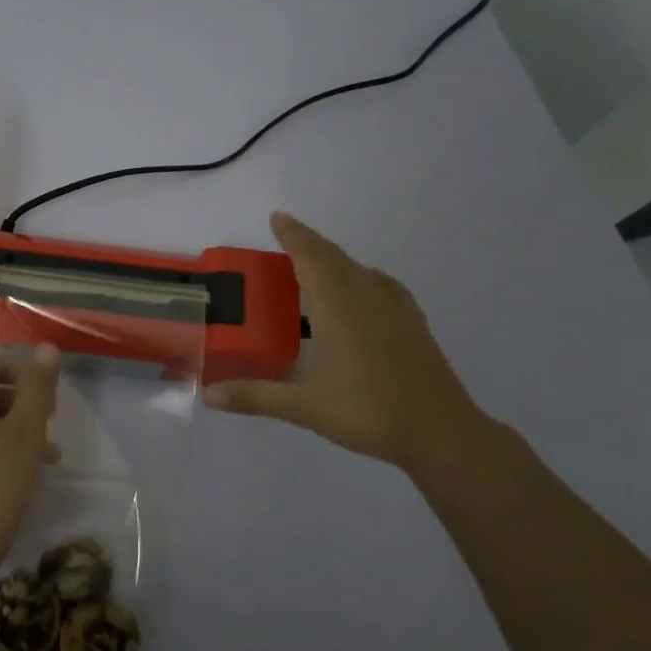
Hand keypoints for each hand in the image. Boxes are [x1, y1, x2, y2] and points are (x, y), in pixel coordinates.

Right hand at [203, 212, 492, 473]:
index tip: (278, 217)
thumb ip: (256, 397)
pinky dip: (363, 276)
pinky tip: (364, 289)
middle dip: (309, 242)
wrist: (442, 432)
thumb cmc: (369, 413)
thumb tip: (208, 395)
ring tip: (314, 262)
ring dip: (334, 259)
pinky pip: (383, 285)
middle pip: (335, 258)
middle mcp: (367, 298)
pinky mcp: (413, 324)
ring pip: (360, 269)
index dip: (294, 236)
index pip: (312, 259)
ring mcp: (395, 309)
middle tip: (287, 233)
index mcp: (339, 308)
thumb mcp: (305, 407)